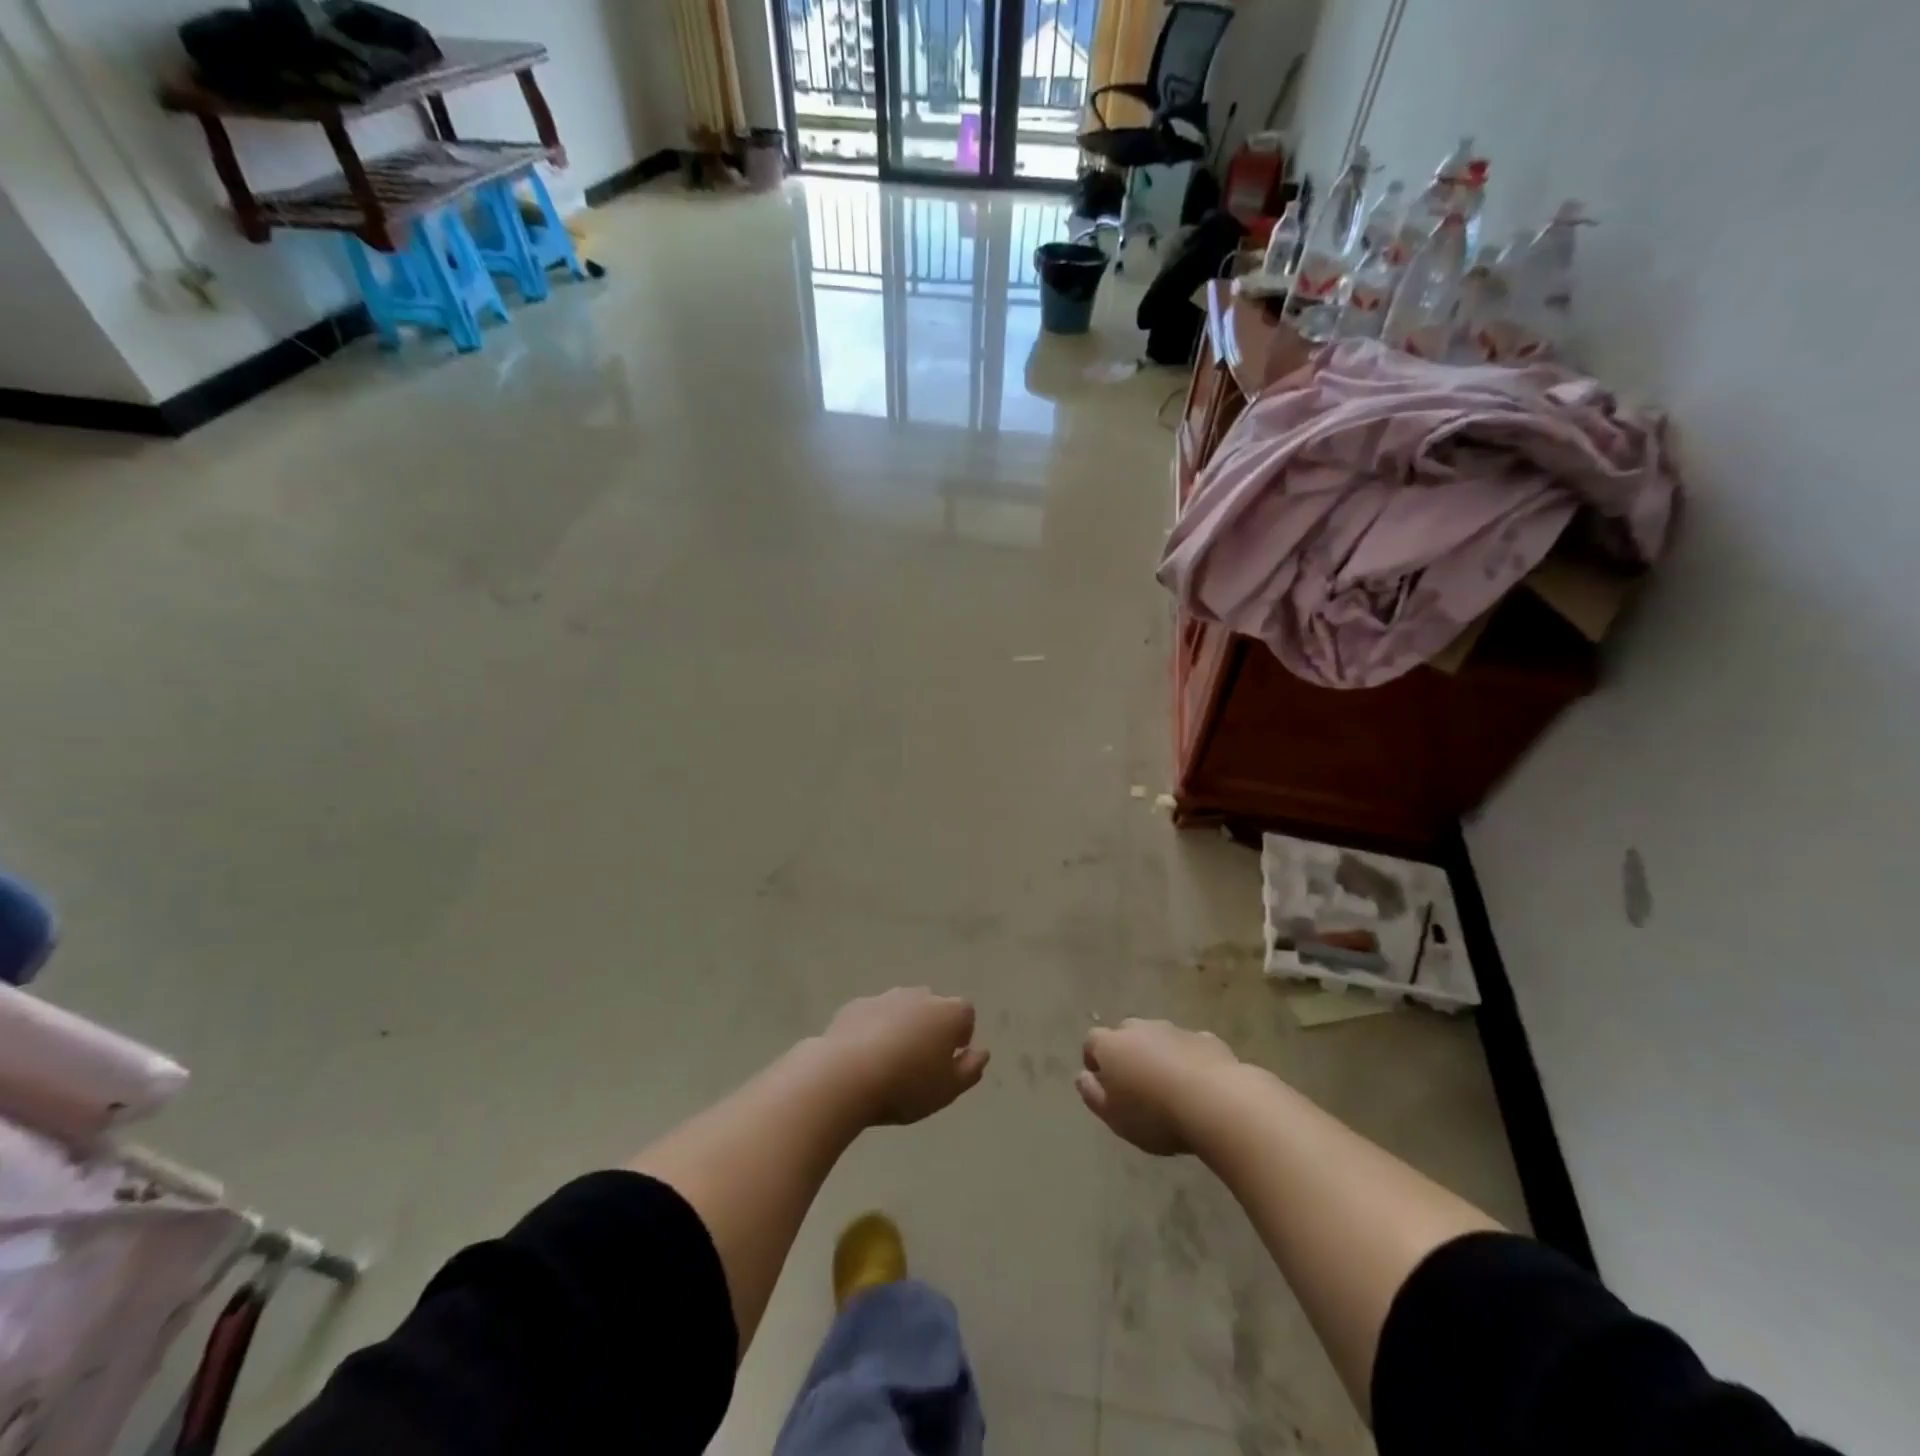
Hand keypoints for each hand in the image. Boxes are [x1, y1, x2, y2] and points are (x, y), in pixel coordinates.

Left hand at [819, 989, 989, 1125]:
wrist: (845, 1075)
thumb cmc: (906, 1085)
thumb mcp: (948, 1089)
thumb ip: (970, 1069)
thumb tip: (981, 1053)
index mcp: (948, 1013)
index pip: (966, 1014)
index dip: (961, 1035)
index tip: (949, 1060)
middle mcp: (919, 996)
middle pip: (933, 1007)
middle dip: (931, 1027)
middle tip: (920, 1062)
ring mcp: (885, 997)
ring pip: (902, 1009)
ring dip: (901, 1027)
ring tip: (889, 1061)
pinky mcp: (856, 1005)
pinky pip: (873, 1015)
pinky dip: (873, 1029)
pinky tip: (863, 1057)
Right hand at [1077, 1018, 1239, 1155]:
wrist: (1216, 1102)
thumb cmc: (1154, 1114)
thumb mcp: (1113, 1116)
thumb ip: (1092, 1094)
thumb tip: (1082, 1077)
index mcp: (1112, 1045)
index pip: (1092, 1042)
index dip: (1094, 1060)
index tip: (1102, 1084)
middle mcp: (1140, 1029)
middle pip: (1125, 1035)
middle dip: (1126, 1053)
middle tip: (1135, 1085)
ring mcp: (1174, 1030)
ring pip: (1158, 1038)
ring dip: (1158, 1055)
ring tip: (1168, 1086)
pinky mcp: (1205, 1039)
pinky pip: (1189, 1047)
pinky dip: (1188, 1060)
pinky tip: (1198, 1085)